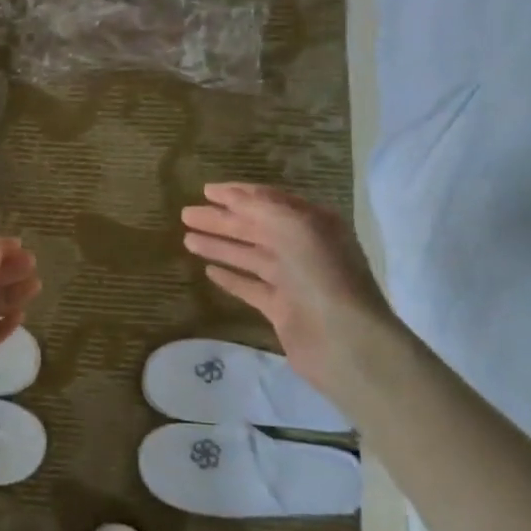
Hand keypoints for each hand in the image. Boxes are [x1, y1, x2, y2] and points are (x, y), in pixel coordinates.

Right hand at [181, 183, 395, 404]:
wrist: (345, 340)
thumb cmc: (321, 275)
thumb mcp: (294, 227)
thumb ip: (260, 208)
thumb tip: (230, 194)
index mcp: (312, 223)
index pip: (269, 201)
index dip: (237, 194)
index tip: (206, 191)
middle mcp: (303, 248)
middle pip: (254, 227)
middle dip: (221, 219)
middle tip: (185, 214)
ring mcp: (292, 280)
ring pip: (249, 256)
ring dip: (219, 246)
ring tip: (186, 239)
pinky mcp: (281, 309)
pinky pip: (250, 287)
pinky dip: (230, 278)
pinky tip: (208, 271)